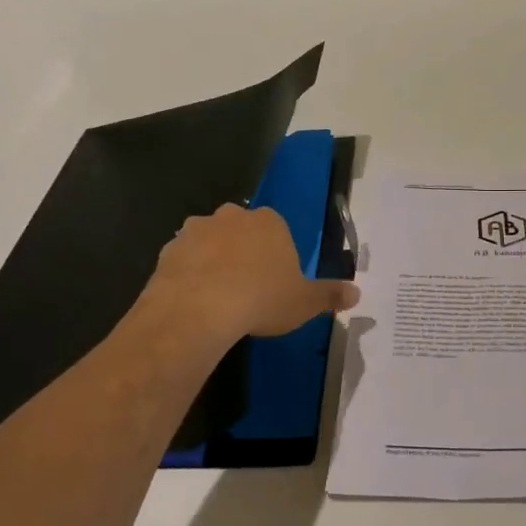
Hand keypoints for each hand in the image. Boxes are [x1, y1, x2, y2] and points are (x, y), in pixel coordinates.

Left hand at [145, 203, 359, 347]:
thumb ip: (330, 295)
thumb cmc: (261, 299)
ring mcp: (196, 230)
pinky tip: (195, 300)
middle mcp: (232, 216)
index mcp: (270, 222)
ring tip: (219, 296)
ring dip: (214, 260)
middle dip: (244, 251)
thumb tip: (357, 293)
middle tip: (248, 287)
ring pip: (210, 242)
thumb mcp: (305, 302)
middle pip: (242, 230)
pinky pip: (184, 259)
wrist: (199, 309)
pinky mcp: (168, 249)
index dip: (277, 254)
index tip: (275, 281)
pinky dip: (189, 274)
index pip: (277, 229)